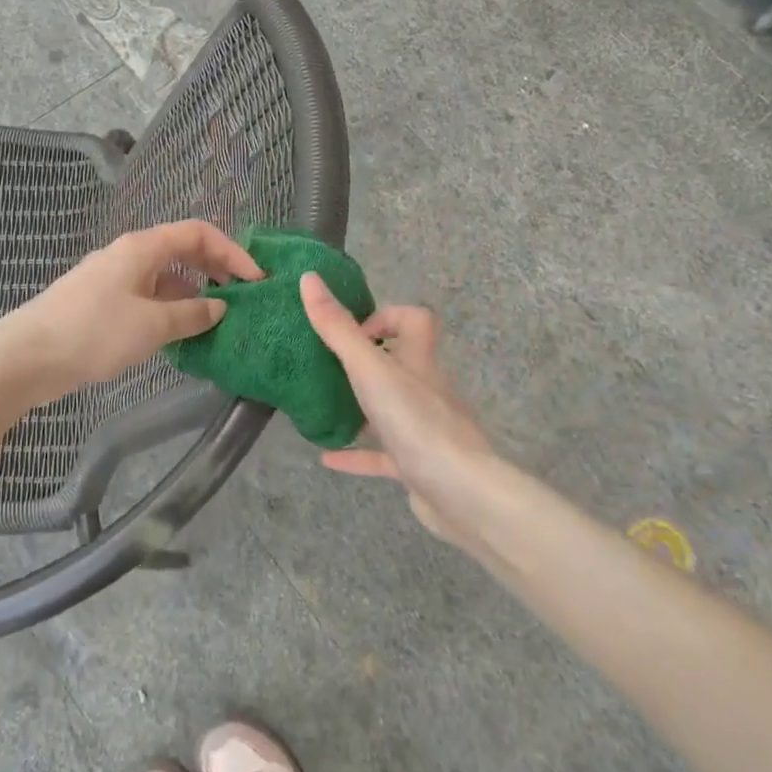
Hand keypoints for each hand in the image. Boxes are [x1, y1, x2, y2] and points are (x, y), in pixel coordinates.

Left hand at [0, 221, 261, 403]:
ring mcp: (114, 279)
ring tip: (216, 322)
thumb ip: (191, 314)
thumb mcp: (152, 325)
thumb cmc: (93, 332)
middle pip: (183, 251)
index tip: (255, 281)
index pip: (198, 232)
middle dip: (216, 271)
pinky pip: (147, 298)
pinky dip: (169, 310)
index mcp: (142, 247)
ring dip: (193, 295)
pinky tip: (179, 337)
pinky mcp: (102, 305)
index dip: (232, 252)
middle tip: (242, 299)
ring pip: (165, 278)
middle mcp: (129, 255)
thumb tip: (219, 307)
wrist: (27, 357)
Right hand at [299, 272, 511, 548]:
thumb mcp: (370, 369)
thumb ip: (338, 328)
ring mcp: (424, 429)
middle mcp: (425, 389)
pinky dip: (356, 453)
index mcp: (419, 360)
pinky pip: (382, 454)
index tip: (353, 332)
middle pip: (400, 363)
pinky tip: (327, 457)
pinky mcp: (417, 465)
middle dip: (364, 362)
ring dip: (359, 407)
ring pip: (389, 409)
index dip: (386, 317)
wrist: (461, 493)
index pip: (415, 320)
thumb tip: (310, 278)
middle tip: (325, 367)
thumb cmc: (416, 421)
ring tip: (322, 406)